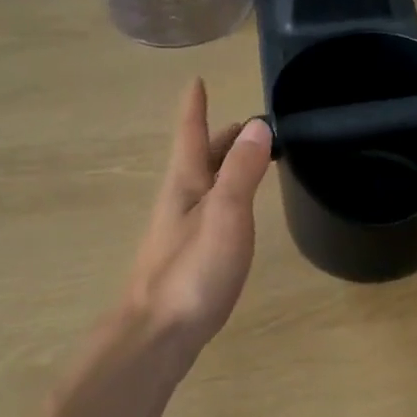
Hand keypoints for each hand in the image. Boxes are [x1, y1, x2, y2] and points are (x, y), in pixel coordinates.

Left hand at [123, 80, 272, 342]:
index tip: (197, 81)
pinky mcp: (190, 258)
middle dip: (221, 138)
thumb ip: (242, 171)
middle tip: (249, 125)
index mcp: (185, 185)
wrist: (158, 334)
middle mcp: (179, 202)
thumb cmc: (192, 271)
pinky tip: (238, 214)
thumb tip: (258, 126)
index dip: (196, 108)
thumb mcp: (225, 215)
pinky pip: (212, 212)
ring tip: (251, 160)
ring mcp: (182, 232)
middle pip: (199, 159)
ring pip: (206, 186)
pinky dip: (228, 197)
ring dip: (226, 167)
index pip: (191, 135)